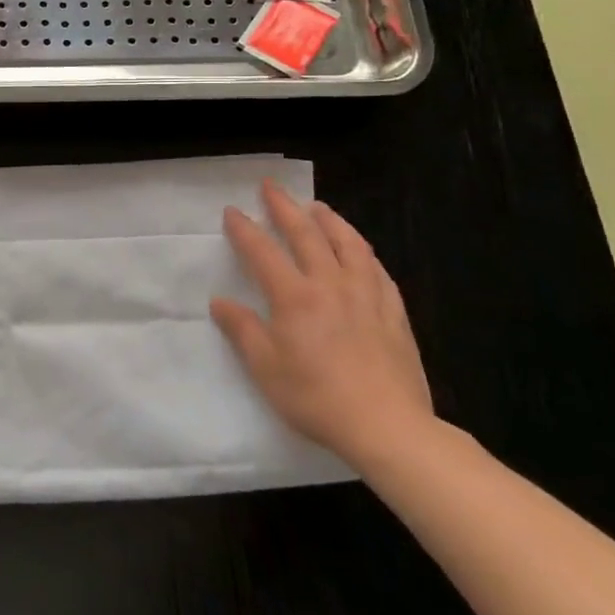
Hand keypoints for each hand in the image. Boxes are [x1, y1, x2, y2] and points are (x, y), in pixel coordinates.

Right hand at [210, 180, 434, 469]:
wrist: (388, 427)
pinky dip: (363, 252)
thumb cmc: (317, 397)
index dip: (245, 229)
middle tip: (271, 187)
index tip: (232, 211)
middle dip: (285, 207)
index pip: (263, 252)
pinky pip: (378, 271)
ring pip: (348, 244)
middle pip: (306, 235)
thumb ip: (243, 330)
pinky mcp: (394, 313)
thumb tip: (220, 302)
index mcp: (294, 297)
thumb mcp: (266, 368)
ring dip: (329, 220)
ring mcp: (367, 296)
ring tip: (318, 207)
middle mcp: (330, 285)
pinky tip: (360, 251)